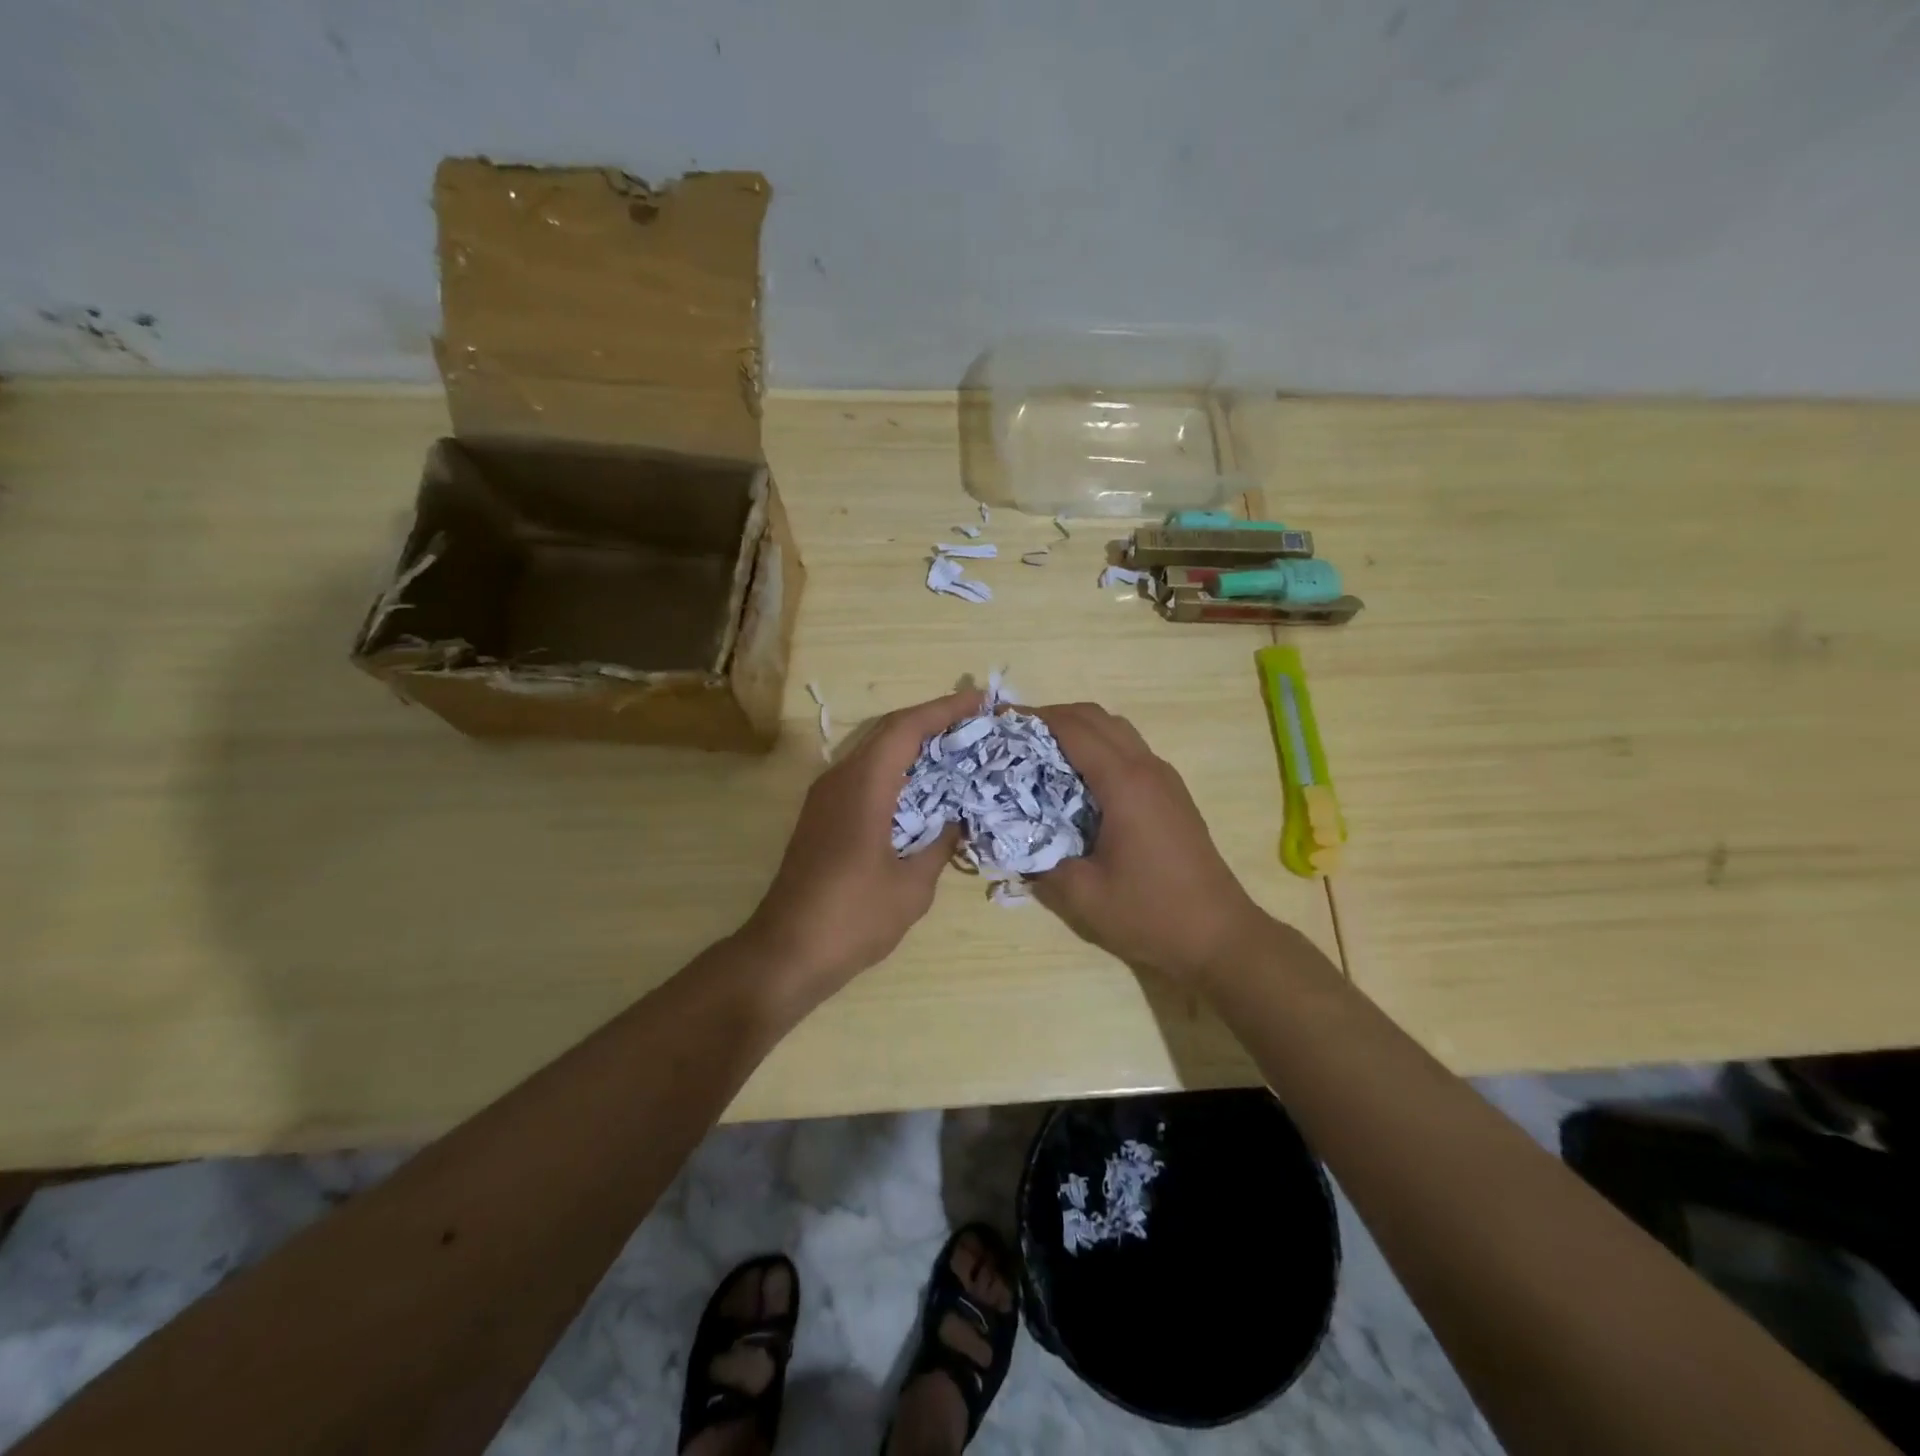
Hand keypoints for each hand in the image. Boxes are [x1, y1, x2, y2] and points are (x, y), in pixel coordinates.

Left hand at [741, 689, 980, 995]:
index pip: (906, 728)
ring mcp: (825, 797)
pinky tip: (922, 789)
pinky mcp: (821, 816)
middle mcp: (840, 779)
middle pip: (888, 732)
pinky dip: (897, 770)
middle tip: (975, 723)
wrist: (786, 952)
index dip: (944, 709)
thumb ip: (939, 844)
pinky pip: (864, 775)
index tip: (980, 701)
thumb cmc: (854, 918)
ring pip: (874, 752)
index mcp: (863, 786)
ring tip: (955, 749)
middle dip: (932, 721)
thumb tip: (956, 819)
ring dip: (913, 745)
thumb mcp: (912, 885)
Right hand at [1029, 702, 1276, 987]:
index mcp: (1124, 783)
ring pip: (1116, 730)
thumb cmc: (1150, 913)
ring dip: (1078, 729)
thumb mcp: (1083, 895)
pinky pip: (1129, 750)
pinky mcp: (1172, 793)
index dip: (1033, 718)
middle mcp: (1147, 768)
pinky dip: (1098, 747)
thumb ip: (1040, 862)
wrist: (1219, 935)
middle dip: (1052, 717)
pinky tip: (1077, 779)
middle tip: (1015, 735)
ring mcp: (1165, 778)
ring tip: (1041, 752)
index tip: (999, 721)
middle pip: (1096, 717)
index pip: (1073, 729)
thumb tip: (1011, 841)